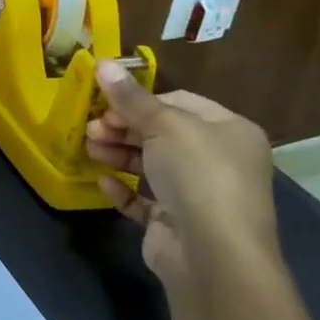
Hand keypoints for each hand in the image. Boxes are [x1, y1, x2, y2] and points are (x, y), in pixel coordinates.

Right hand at [85, 60, 279, 289]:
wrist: (214, 256)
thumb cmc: (198, 175)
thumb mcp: (163, 125)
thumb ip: (130, 97)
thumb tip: (101, 62)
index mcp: (229, 131)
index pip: (179, 101)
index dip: (139, 100)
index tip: (103, 102)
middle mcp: (219, 160)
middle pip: (161, 133)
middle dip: (122, 128)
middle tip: (90, 128)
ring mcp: (199, 195)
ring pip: (150, 165)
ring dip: (117, 154)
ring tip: (89, 149)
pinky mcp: (178, 223)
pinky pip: (145, 199)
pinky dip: (123, 189)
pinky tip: (103, 182)